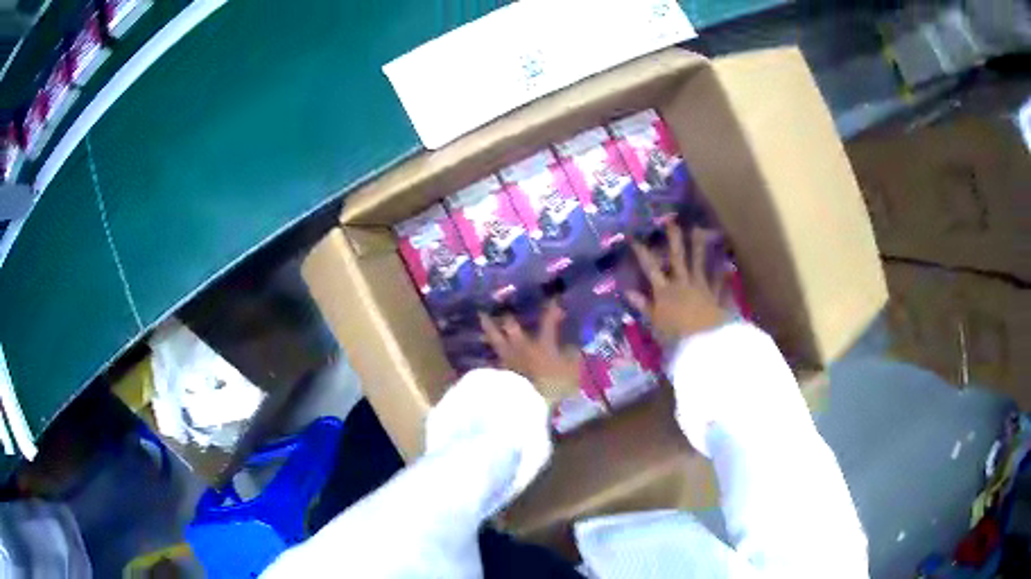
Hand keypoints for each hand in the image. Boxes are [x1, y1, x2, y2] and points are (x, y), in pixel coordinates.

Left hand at [479, 301, 581, 399]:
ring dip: (490, 328)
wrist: (524, 401)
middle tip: (504, 306)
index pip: (548, 321)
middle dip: (509, 316)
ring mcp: (507, 359)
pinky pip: (492, 358)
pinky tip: (487, 351)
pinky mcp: (497, 373)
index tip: (554, 300)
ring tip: (483, 318)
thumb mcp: (571, 372)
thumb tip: (574, 347)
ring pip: (495, 339)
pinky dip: (489, 353)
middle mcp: (522, 346)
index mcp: (542, 343)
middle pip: (512, 326)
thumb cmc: (551, 385)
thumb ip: (573, 358)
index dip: (552, 310)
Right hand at [627, 223, 728, 341]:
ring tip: (699, 230)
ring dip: (698, 246)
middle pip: (677, 257)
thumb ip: (643, 305)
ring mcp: (700, 287)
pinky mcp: (715, 296)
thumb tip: (627, 290)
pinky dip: (721, 274)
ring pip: (698, 263)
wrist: (704, 341)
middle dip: (673, 238)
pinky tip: (725, 264)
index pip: (650, 267)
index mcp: (664, 290)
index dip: (642, 252)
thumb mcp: (654, 322)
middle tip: (672, 221)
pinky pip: (718, 282)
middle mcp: (682, 283)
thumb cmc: (675, 335)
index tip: (634, 237)